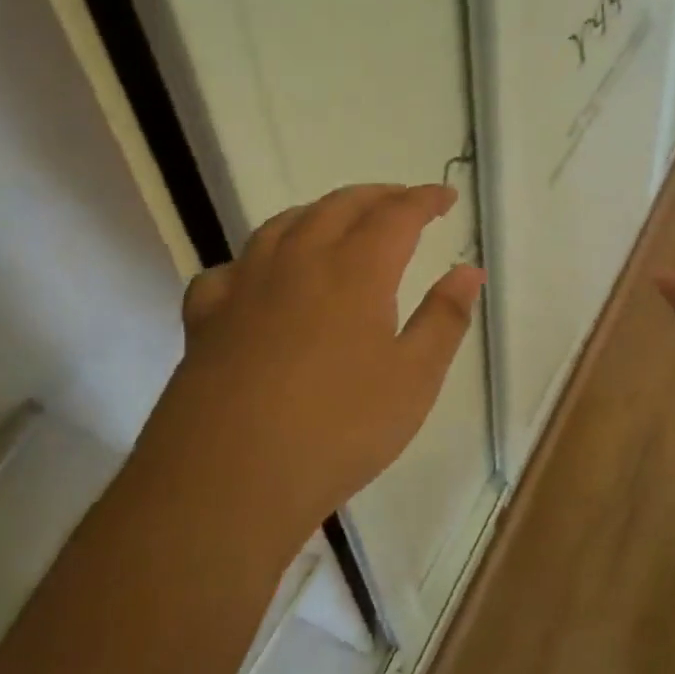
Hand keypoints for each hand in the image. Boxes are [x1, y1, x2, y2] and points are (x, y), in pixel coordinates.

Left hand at [155, 183, 483, 538]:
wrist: (230, 477)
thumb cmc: (338, 428)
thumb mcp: (414, 380)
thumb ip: (445, 319)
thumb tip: (468, 270)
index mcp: (356, 270)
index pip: (397, 214)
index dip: (425, 199)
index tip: (445, 196)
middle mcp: (299, 261)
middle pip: (339, 206)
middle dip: (376, 196)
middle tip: (401, 201)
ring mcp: (246, 285)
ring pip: (283, 225)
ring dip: (318, 213)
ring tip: (335, 222)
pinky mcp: (206, 317)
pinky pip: (230, 269)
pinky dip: (254, 260)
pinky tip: (258, 279)